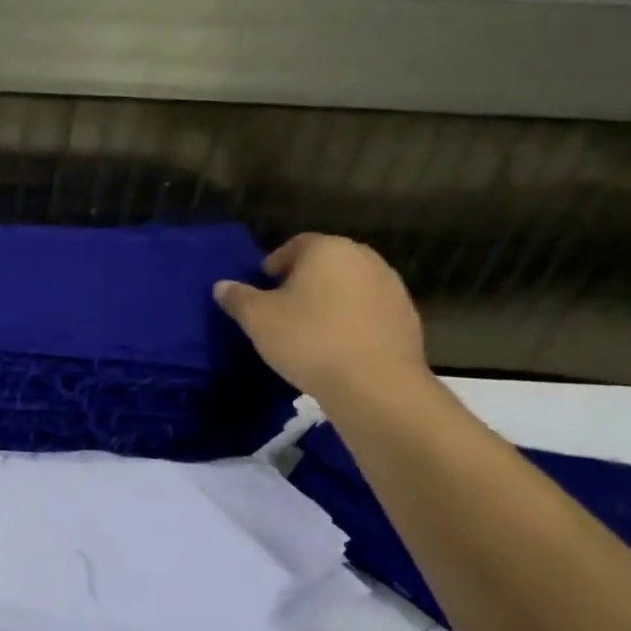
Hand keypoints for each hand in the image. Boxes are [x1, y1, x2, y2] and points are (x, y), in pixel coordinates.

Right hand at [213, 233, 428, 408]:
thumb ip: (237, 298)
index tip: (262, 290)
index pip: (294, 245)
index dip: (274, 265)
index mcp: (327, 249)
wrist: (376, 385)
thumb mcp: (257, 319)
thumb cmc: (309, 339)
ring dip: (330, 301)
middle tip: (282, 308)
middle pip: (325, 263)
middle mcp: (364, 259)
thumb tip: (222, 286)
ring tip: (310, 330)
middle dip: (303, 281)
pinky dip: (352, 321)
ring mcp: (391, 288)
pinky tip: (338, 346)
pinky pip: (369, 311)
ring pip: (349, 287)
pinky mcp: (408, 318)